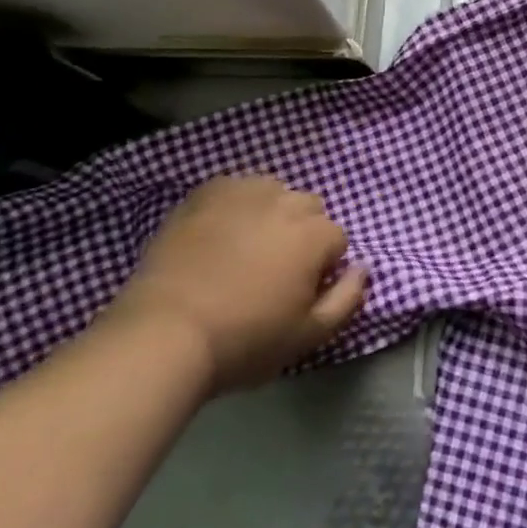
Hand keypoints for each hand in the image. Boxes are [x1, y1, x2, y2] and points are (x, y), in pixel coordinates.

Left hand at [108, 175, 367, 392]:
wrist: (163, 335)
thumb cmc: (244, 341)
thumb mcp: (308, 336)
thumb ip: (348, 299)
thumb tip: (363, 268)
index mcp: (315, 235)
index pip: (337, 239)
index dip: (322, 268)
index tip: (297, 293)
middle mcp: (285, 202)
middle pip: (309, 208)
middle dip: (301, 233)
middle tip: (272, 271)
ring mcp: (243, 192)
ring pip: (273, 191)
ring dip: (270, 212)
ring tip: (245, 247)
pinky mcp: (205, 193)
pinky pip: (235, 187)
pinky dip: (235, 203)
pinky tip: (219, 231)